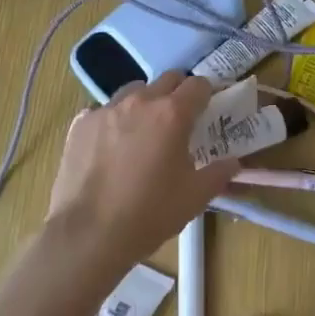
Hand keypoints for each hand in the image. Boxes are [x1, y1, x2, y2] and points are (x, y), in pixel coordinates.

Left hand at [46, 73, 241, 268]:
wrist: (88, 235)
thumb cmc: (149, 214)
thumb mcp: (195, 197)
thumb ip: (219, 173)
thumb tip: (233, 162)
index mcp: (172, 114)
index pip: (199, 85)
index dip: (207, 95)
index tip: (208, 110)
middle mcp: (140, 101)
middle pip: (167, 79)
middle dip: (178, 93)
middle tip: (180, 119)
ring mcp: (106, 110)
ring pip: (134, 91)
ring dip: (145, 102)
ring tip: (143, 131)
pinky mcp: (81, 124)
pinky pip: (104, 111)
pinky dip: (114, 121)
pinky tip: (112, 147)